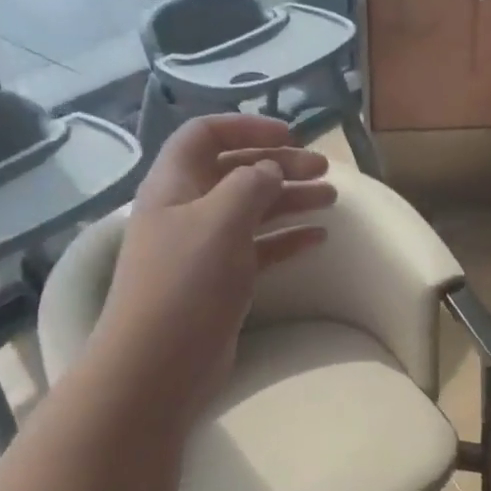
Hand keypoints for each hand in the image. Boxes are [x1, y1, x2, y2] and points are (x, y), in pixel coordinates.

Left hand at [92, 114, 334, 428]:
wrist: (158, 364)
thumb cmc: (186, 282)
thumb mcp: (220, 220)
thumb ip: (250, 184)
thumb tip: (270, 169)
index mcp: (174, 184)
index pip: (206, 135)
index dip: (246, 126)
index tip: (290, 135)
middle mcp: (187, 209)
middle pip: (236, 171)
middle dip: (280, 164)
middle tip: (324, 170)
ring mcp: (204, 247)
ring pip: (252, 210)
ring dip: (290, 199)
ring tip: (331, 198)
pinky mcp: (221, 280)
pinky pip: (259, 247)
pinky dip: (287, 238)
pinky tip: (318, 237)